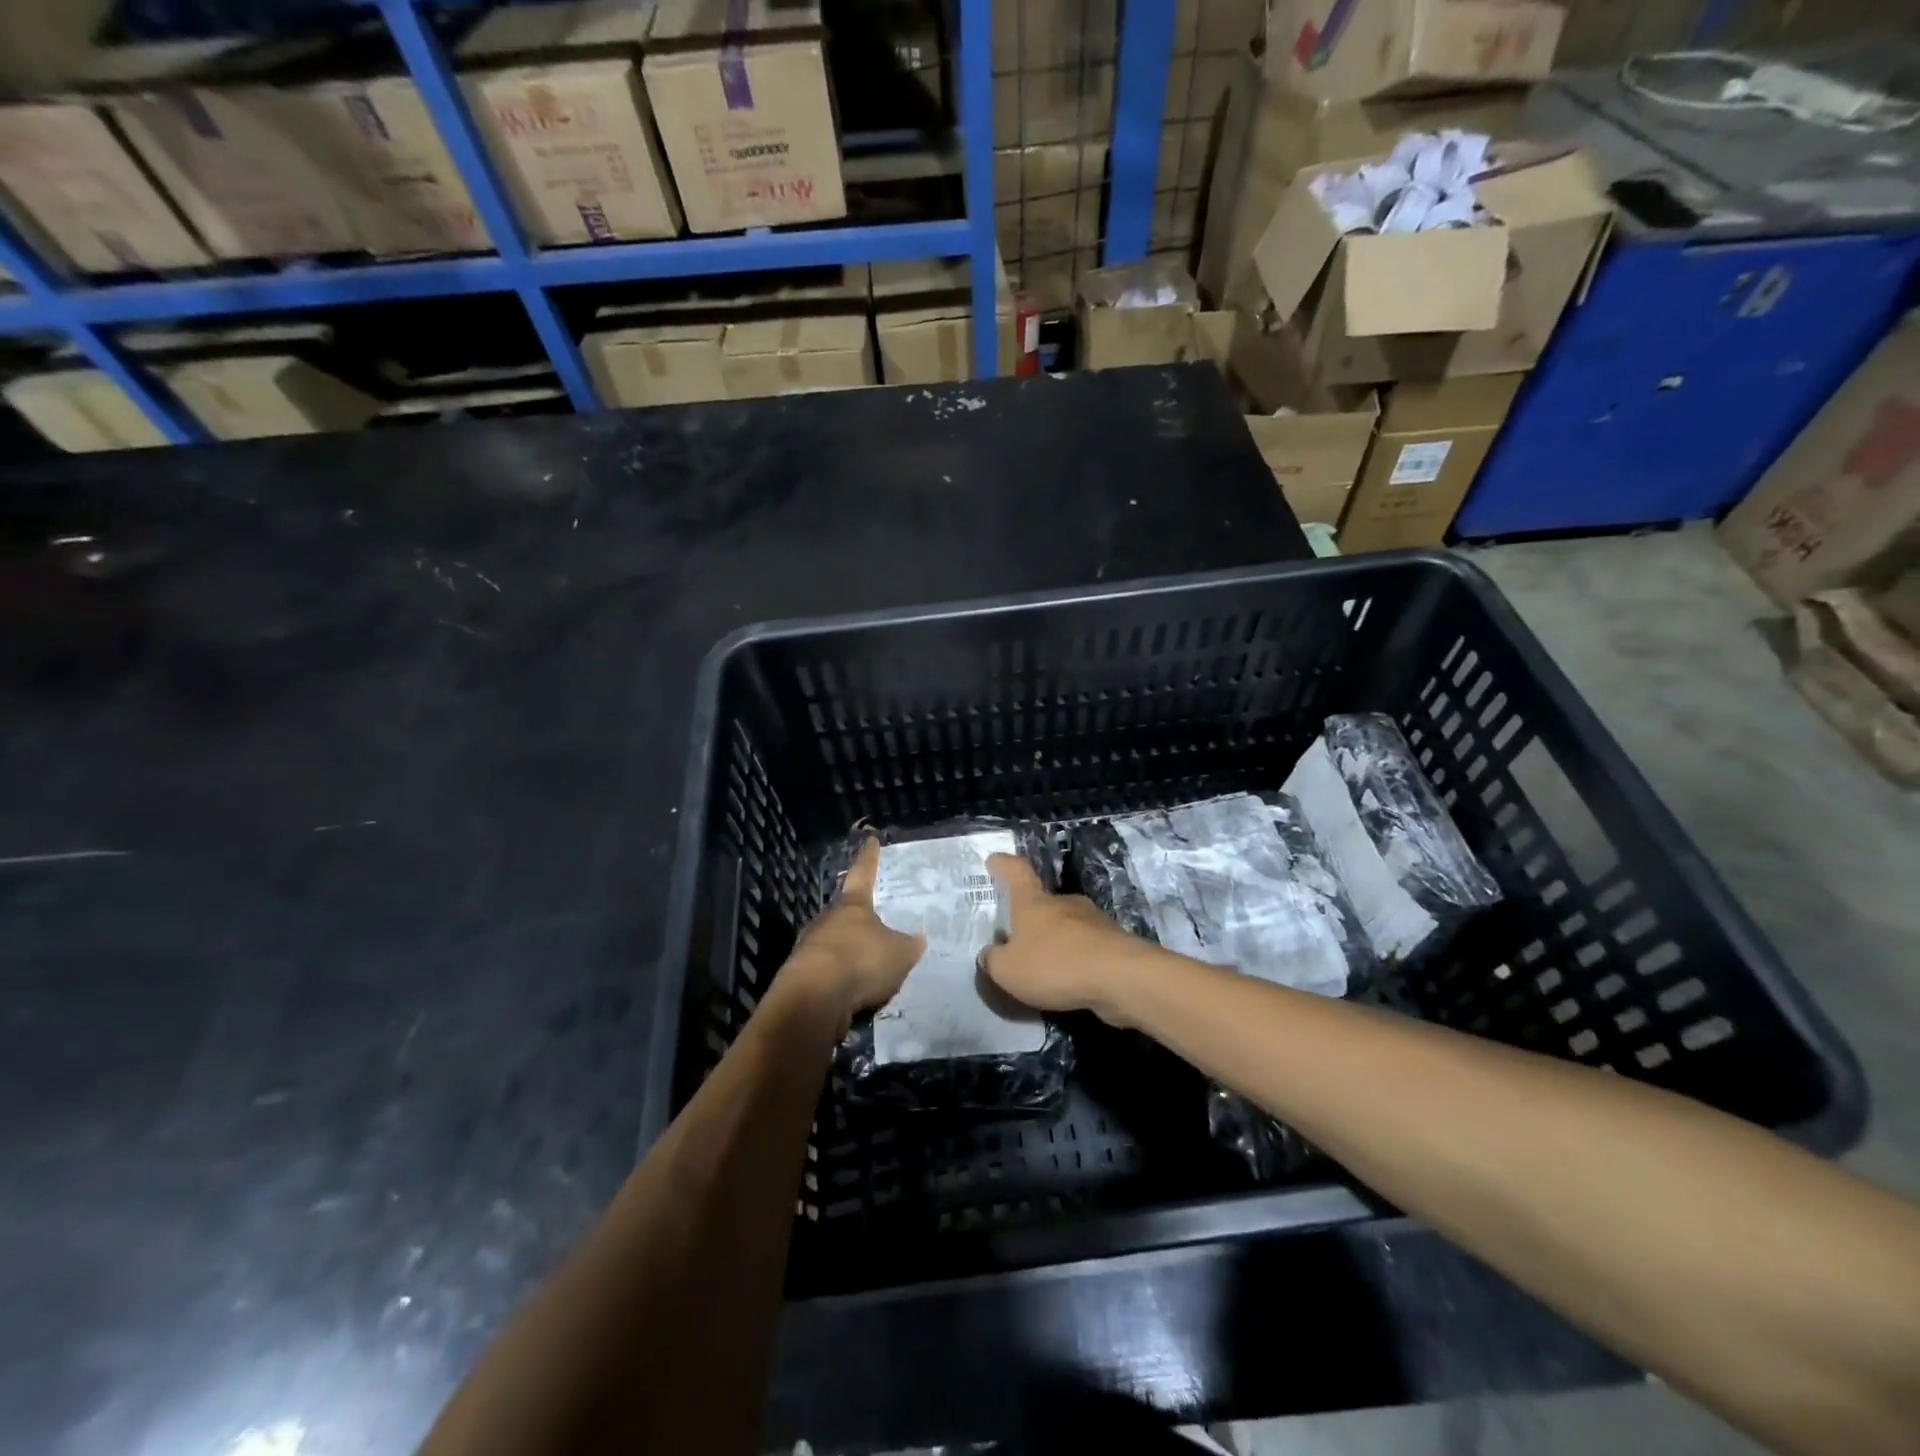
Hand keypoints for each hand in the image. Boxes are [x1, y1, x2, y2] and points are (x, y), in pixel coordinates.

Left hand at [783, 838, 923, 1027]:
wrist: (814, 999)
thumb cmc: (860, 961)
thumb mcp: (899, 953)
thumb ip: (909, 945)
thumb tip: (917, 939)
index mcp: (852, 904)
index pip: (863, 873)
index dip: (869, 857)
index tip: (870, 840)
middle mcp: (828, 919)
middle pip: (845, 912)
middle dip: (859, 918)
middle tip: (877, 922)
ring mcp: (811, 947)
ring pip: (835, 944)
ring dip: (851, 953)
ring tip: (871, 967)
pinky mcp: (802, 977)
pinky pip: (830, 973)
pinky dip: (843, 980)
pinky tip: (857, 992)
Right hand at [978, 853, 1156, 1025]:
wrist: (1120, 978)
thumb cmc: (1054, 964)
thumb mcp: (1008, 970)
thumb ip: (994, 961)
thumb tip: (989, 954)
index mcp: (1033, 902)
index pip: (1016, 872)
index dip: (1004, 865)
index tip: (995, 860)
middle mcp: (1063, 903)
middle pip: (1043, 902)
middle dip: (1030, 918)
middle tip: (1017, 937)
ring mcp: (1093, 920)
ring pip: (1066, 926)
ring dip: (1055, 941)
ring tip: (1043, 966)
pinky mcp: (1113, 942)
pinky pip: (1086, 948)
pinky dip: (1075, 960)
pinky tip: (1069, 981)